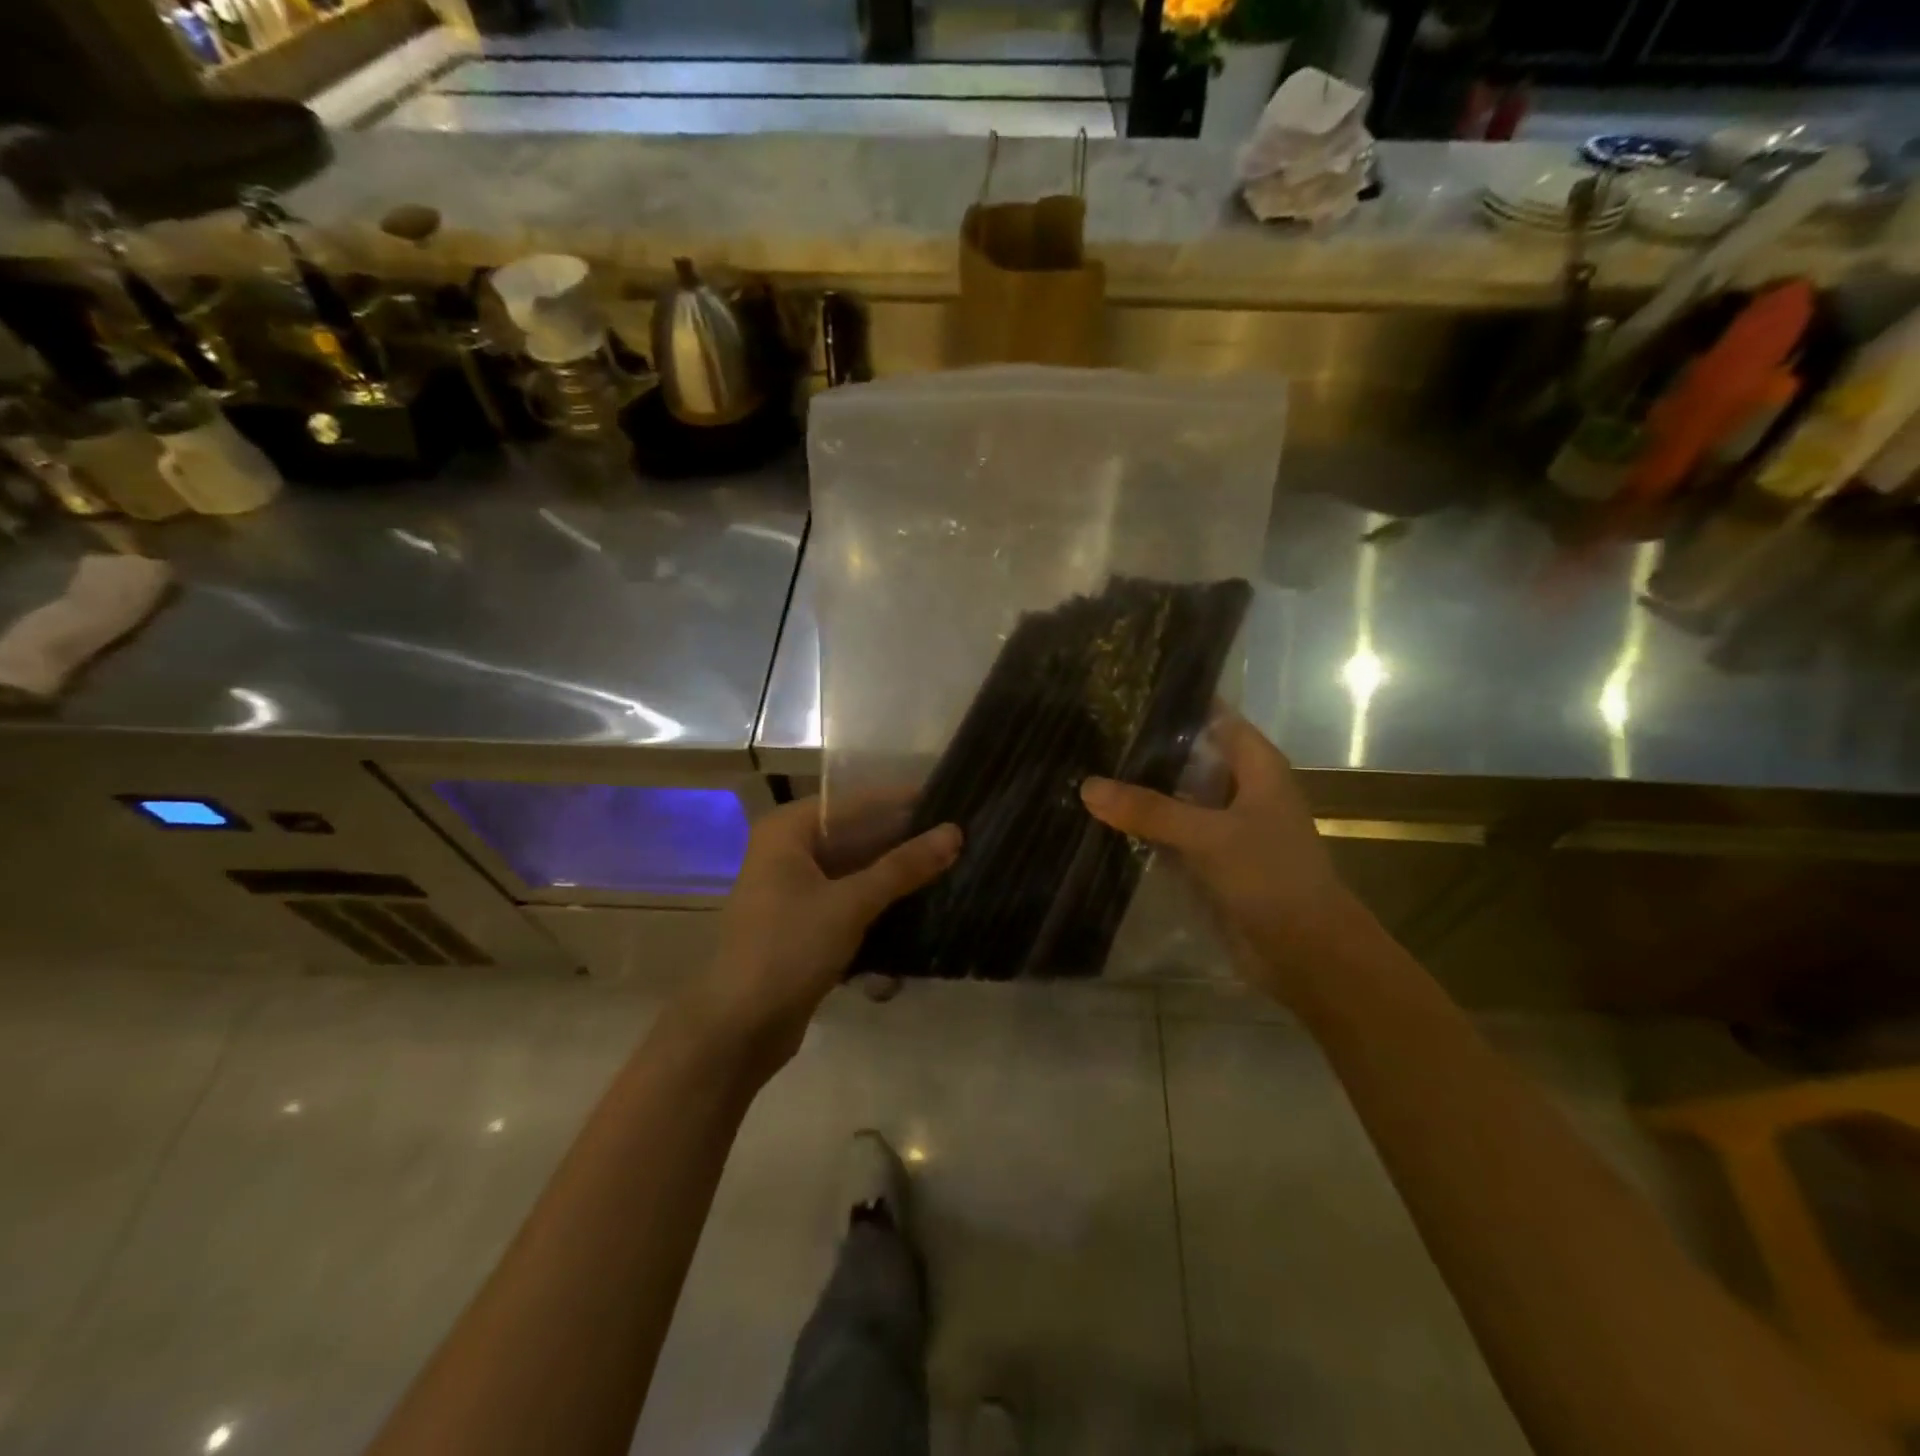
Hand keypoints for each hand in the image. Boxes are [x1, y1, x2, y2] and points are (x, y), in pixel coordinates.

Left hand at [681, 798, 960, 1076]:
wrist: (738, 1029)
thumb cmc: (788, 950)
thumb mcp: (850, 904)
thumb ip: (903, 867)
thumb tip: (955, 832)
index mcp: (788, 831)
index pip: (855, 802)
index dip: (902, 802)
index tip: (951, 802)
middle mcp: (788, 852)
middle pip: (856, 836)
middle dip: (903, 842)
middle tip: (959, 841)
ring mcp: (794, 890)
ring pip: (855, 871)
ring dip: (895, 876)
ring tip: (950, 871)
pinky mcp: (803, 925)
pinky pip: (849, 901)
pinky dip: (878, 904)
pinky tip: (920, 909)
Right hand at [1080, 714, 1368, 1001]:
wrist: (1306, 952)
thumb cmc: (1271, 877)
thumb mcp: (1208, 836)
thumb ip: (1149, 810)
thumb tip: (1087, 786)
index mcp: (1256, 766)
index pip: (1212, 717)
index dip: (1174, 704)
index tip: (1123, 693)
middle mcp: (1240, 788)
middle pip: (1189, 757)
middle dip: (1146, 749)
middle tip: (1089, 732)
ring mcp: (1225, 825)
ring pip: (1177, 796)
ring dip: (1141, 790)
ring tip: (1084, 768)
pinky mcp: (1211, 858)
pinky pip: (1172, 832)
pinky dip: (1144, 827)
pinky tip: (1102, 819)